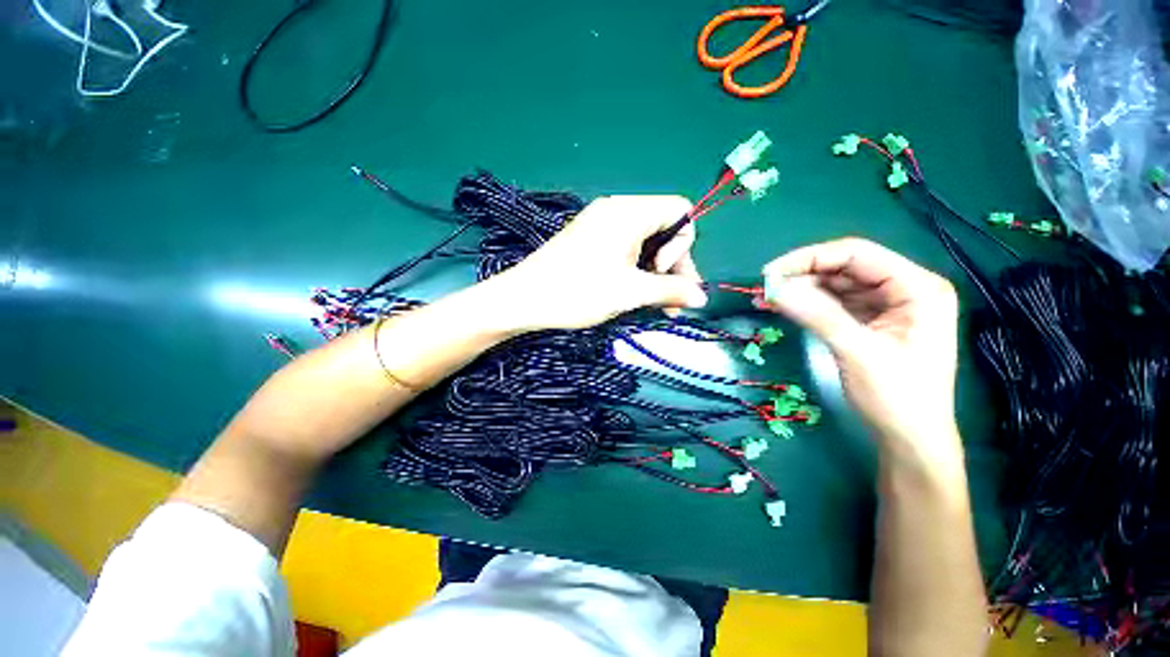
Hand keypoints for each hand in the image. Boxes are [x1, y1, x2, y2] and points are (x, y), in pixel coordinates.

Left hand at [485, 196, 708, 330]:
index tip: (664, 274)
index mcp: (628, 212)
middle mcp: (616, 210)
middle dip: (673, 266)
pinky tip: (633, 294)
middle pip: (664, 228)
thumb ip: (671, 291)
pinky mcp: (590, 240)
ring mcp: (600, 224)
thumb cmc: (578, 291)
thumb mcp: (630, 292)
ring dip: (655, 273)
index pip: (680, 210)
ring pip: (645, 242)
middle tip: (671, 302)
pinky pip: (626, 248)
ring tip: (654, 305)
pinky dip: (636, 270)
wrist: (524, 299)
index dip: (683, 244)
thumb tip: (702, 297)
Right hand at [760, 238, 962, 471]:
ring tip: (769, 299)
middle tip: (765, 289)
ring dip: (803, 289)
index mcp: (917, 287)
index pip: (857, 254)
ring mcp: (889, 305)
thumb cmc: (897, 397)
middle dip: (803, 275)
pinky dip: (810, 304)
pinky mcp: (872, 320)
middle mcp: (905, 288)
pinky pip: (836, 303)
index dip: (809, 258)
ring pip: (837, 284)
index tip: (769, 273)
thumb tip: (773, 289)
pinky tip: (787, 307)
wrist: (910, 439)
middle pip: (846, 267)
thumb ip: (817, 315)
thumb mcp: (857, 352)